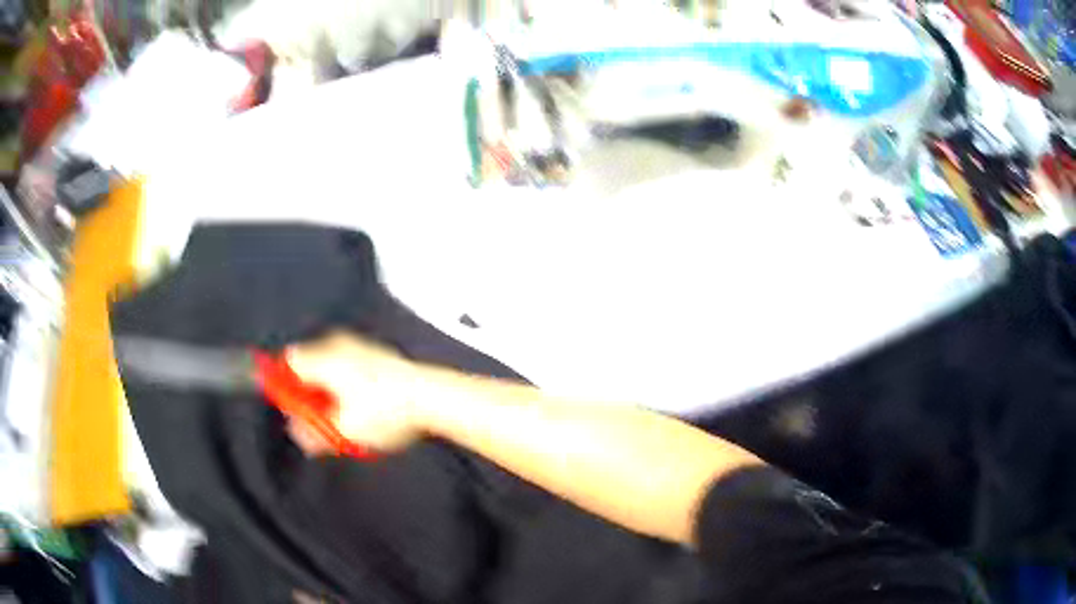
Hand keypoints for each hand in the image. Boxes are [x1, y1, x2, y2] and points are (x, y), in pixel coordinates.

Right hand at [285, 331, 424, 455]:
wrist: (433, 397)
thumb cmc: (387, 412)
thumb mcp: (346, 431)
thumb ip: (314, 433)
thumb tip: (298, 433)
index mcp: (324, 358)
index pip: (288, 363)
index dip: (286, 388)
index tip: (296, 411)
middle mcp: (338, 344)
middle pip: (307, 365)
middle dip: (310, 394)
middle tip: (323, 420)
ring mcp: (358, 345)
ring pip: (329, 368)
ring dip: (330, 393)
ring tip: (347, 419)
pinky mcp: (376, 354)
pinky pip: (348, 368)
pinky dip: (348, 387)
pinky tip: (364, 408)